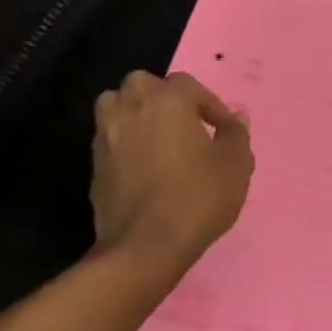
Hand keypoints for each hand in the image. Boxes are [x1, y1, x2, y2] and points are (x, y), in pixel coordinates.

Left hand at [91, 71, 253, 281]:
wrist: (145, 246)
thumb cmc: (197, 197)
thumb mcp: (235, 165)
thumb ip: (236, 134)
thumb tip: (235, 118)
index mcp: (167, 101)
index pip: (188, 84)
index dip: (209, 104)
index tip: (223, 129)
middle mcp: (131, 108)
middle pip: (143, 84)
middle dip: (163, 97)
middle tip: (185, 124)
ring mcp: (106, 136)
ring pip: (116, 105)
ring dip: (135, 113)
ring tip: (157, 138)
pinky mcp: (95, 165)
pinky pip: (110, 140)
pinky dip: (125, 144)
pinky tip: (143, 167)